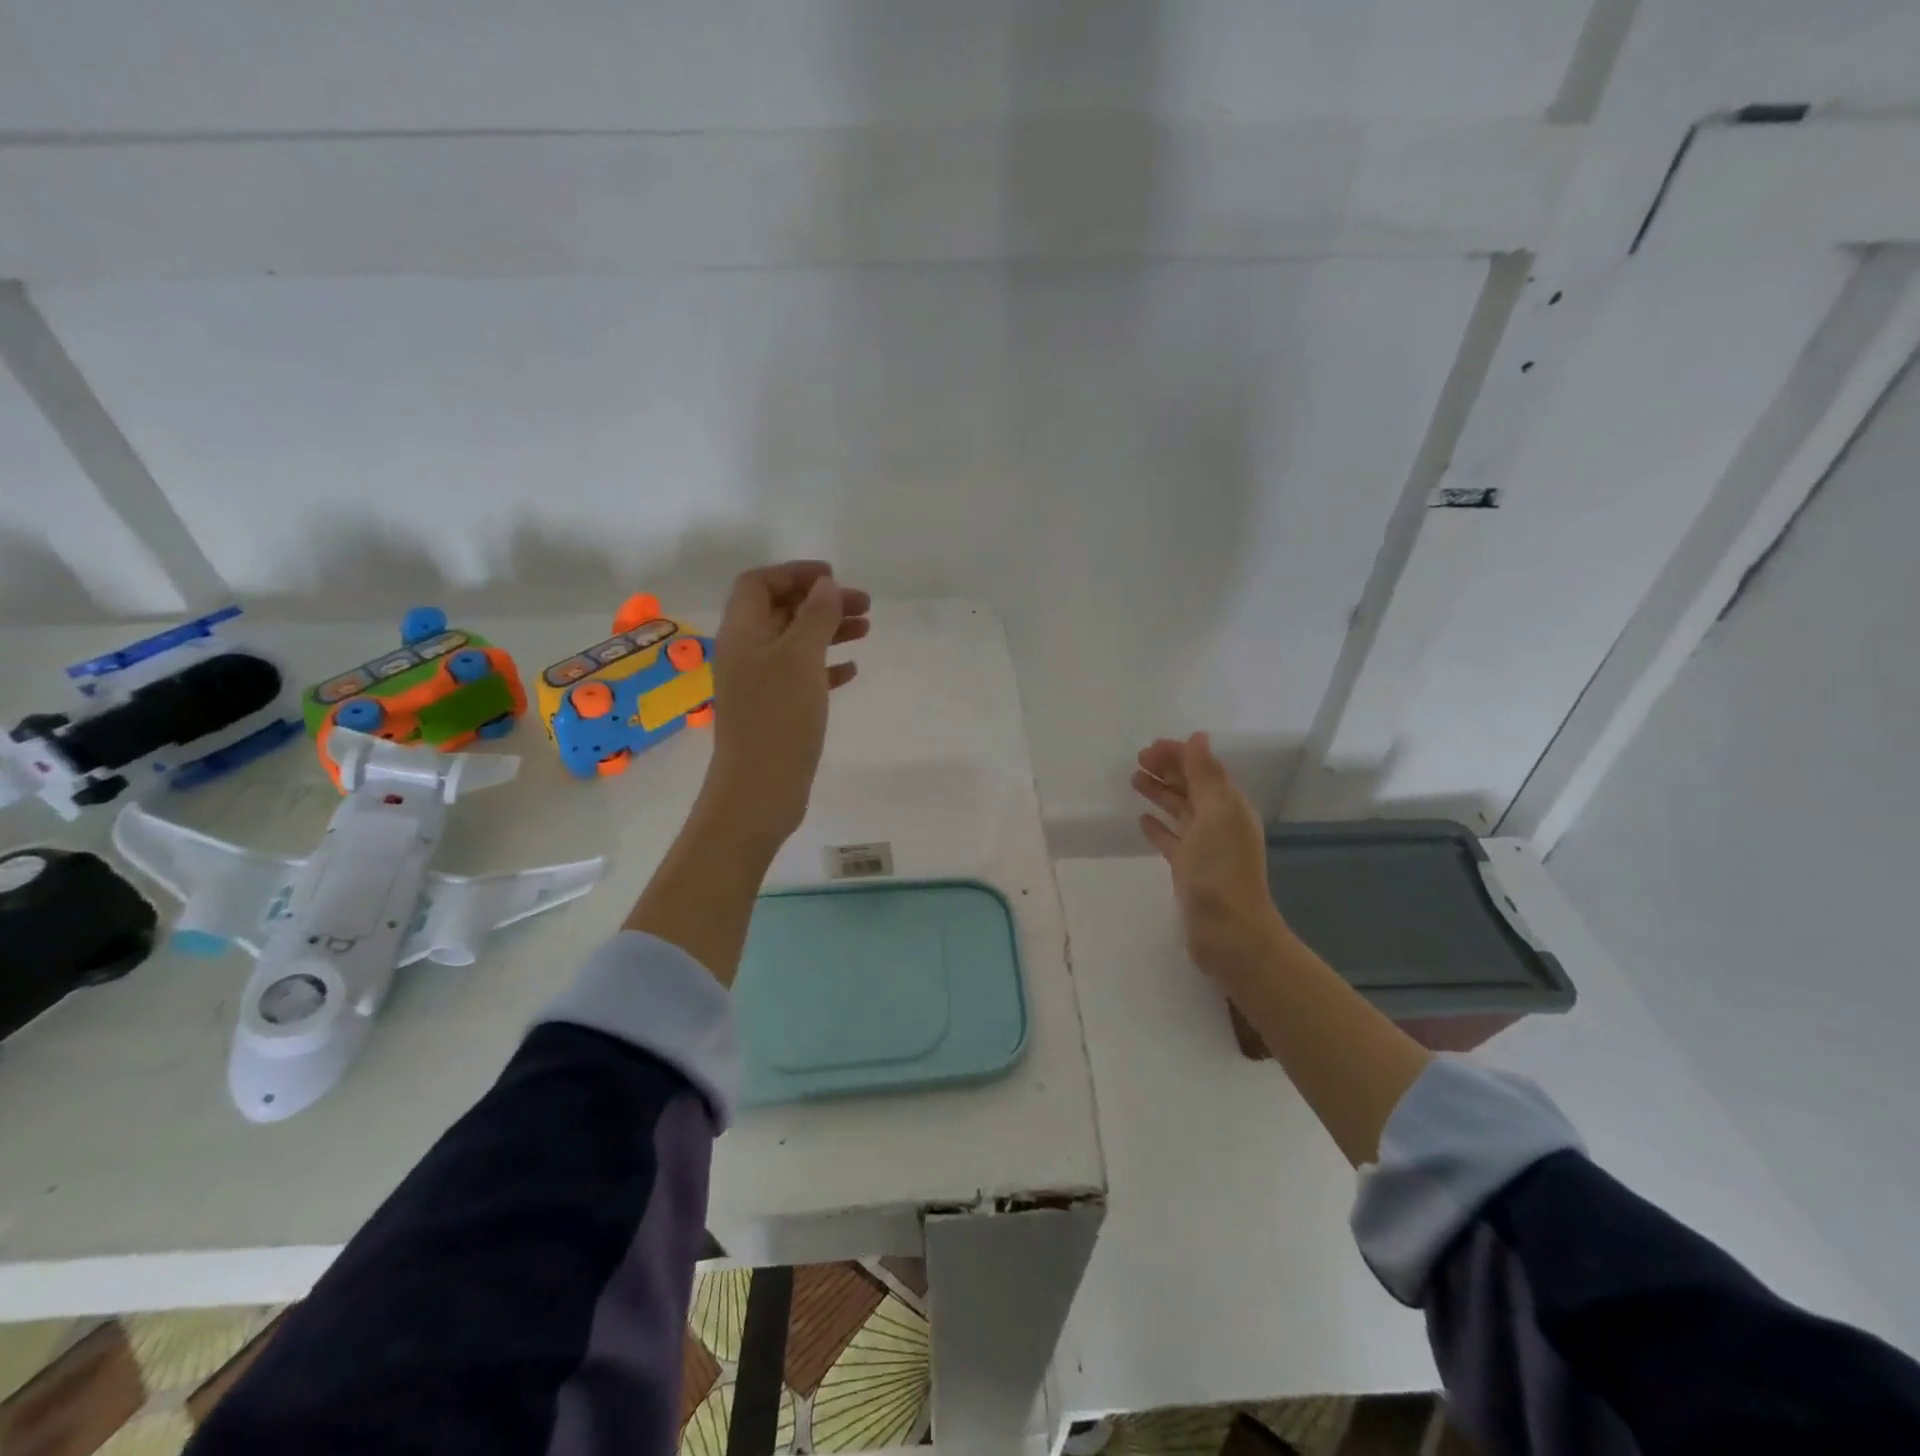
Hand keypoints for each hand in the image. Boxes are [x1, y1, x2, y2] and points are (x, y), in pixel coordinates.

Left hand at [702, 561, 870, 847]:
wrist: (759, 791)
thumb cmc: (778, 718)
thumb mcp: (800, 658)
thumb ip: (815, 617)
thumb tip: (826, 586)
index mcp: (742, 633)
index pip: (759, 584)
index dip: (794, 573)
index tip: (834, 578)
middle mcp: (746, 653)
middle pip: (781, 611)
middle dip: (820, 602)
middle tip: (864, 605)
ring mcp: (759, 684)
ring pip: (795, 643)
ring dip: (828, 631)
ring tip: (866, 630)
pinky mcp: (775, 711)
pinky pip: (801, 676)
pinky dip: (826, 666)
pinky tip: (851, 670)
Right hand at [1133, 733, 1289, 986]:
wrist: (1228, 932)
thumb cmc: (1220, 869)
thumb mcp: (1215, 813)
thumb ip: (1205, 775)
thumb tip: (1198, 738)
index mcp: (1229, 805)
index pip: (1203, 768)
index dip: (1178, 755)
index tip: (1148, 749)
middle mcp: (1219, 822)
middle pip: (1191, 786)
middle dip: (1168, 770)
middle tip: (1137, 760)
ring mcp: (1204, 847)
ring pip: (1179, 810)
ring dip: (1160, 793)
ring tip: (1134, 781)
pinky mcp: (1189, 869)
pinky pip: (1171, 840)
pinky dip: (1158, 827)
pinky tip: (1142, 821)